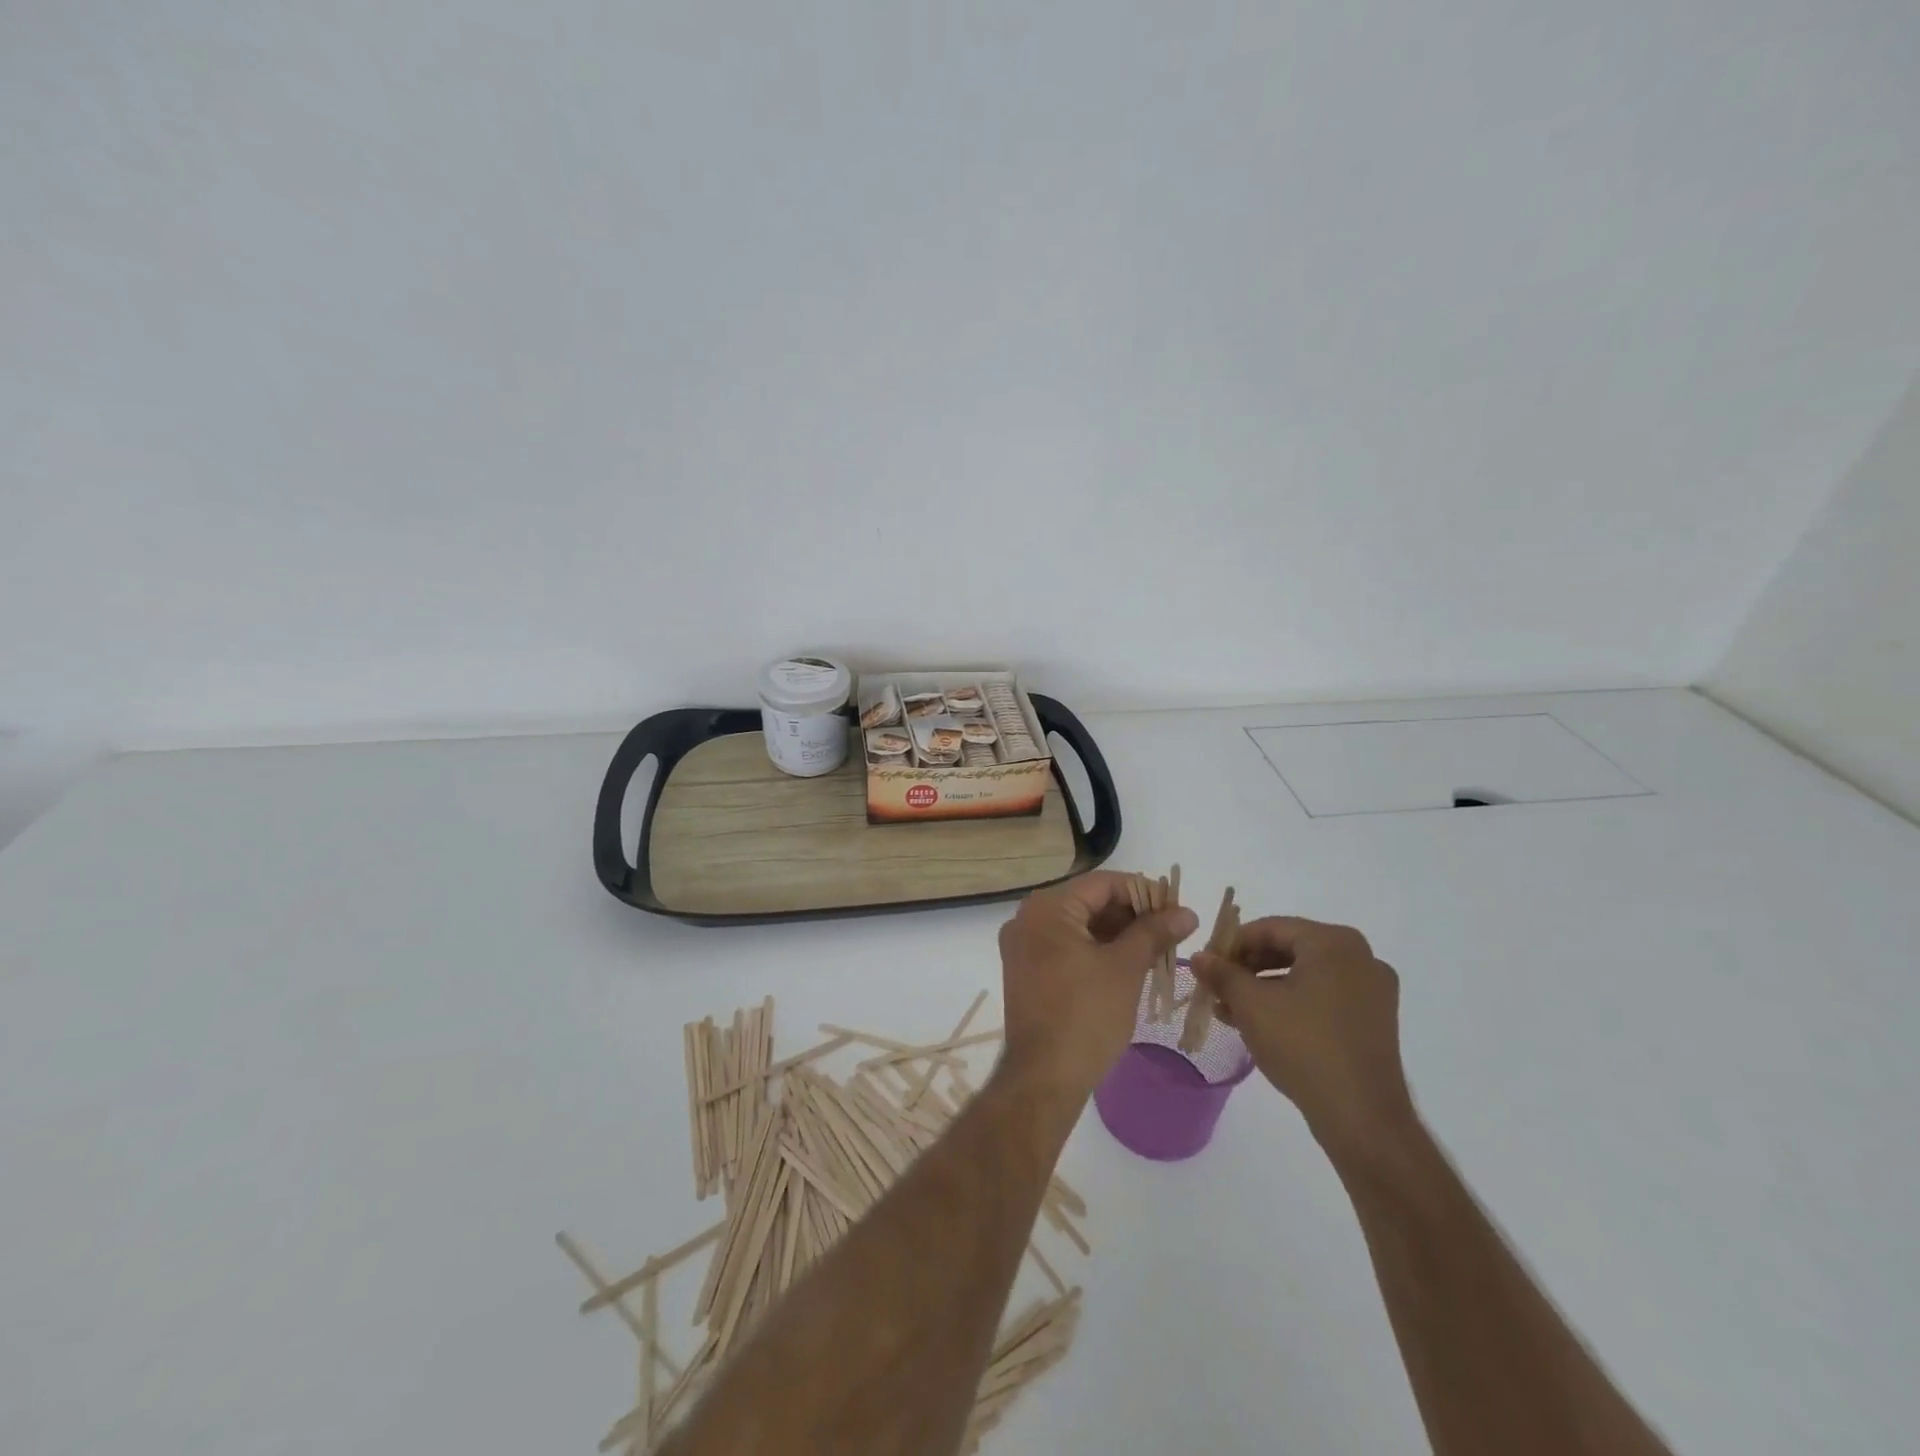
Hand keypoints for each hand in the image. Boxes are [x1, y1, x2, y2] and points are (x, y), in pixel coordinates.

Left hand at [997, 872, 1197, 1101]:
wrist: (1044, 1078)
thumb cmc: (1086, 1015)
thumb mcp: (1126, 968)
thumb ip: (1154, 932)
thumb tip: (1186, 912)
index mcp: (1047, 909)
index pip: (1102, 884)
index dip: (1143, 892)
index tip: (1176, 909)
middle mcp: (1027, 919)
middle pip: (1088, 903)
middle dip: (1131, 915)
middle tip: (1170, 931)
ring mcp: (1023, 947)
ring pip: (1079, 926)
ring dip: (1116, 934)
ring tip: (1155, 949)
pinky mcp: (1026, 972)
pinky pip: (1066, 947)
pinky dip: (1096, 951)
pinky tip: (1127, 964)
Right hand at [1191, 917, 1414, 1156]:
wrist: (1362, 1117)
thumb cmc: (1303, 1045)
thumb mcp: (1251, 1004)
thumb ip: (1222, 973)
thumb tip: (1199, 956)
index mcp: (1334, 943)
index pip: (1270, 928)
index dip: (1231, 944)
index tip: (1206, 964)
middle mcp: (1360, 958)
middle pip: (1289, 949)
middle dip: (1247, 968)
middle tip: (1216, 986)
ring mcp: (1372, 992)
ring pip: (1304, 976)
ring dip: (1264, 988)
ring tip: (1230, 1009)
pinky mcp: (1374, 1022)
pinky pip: (1323, 997)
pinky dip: (1290, 1003)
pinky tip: (1261, 1024)